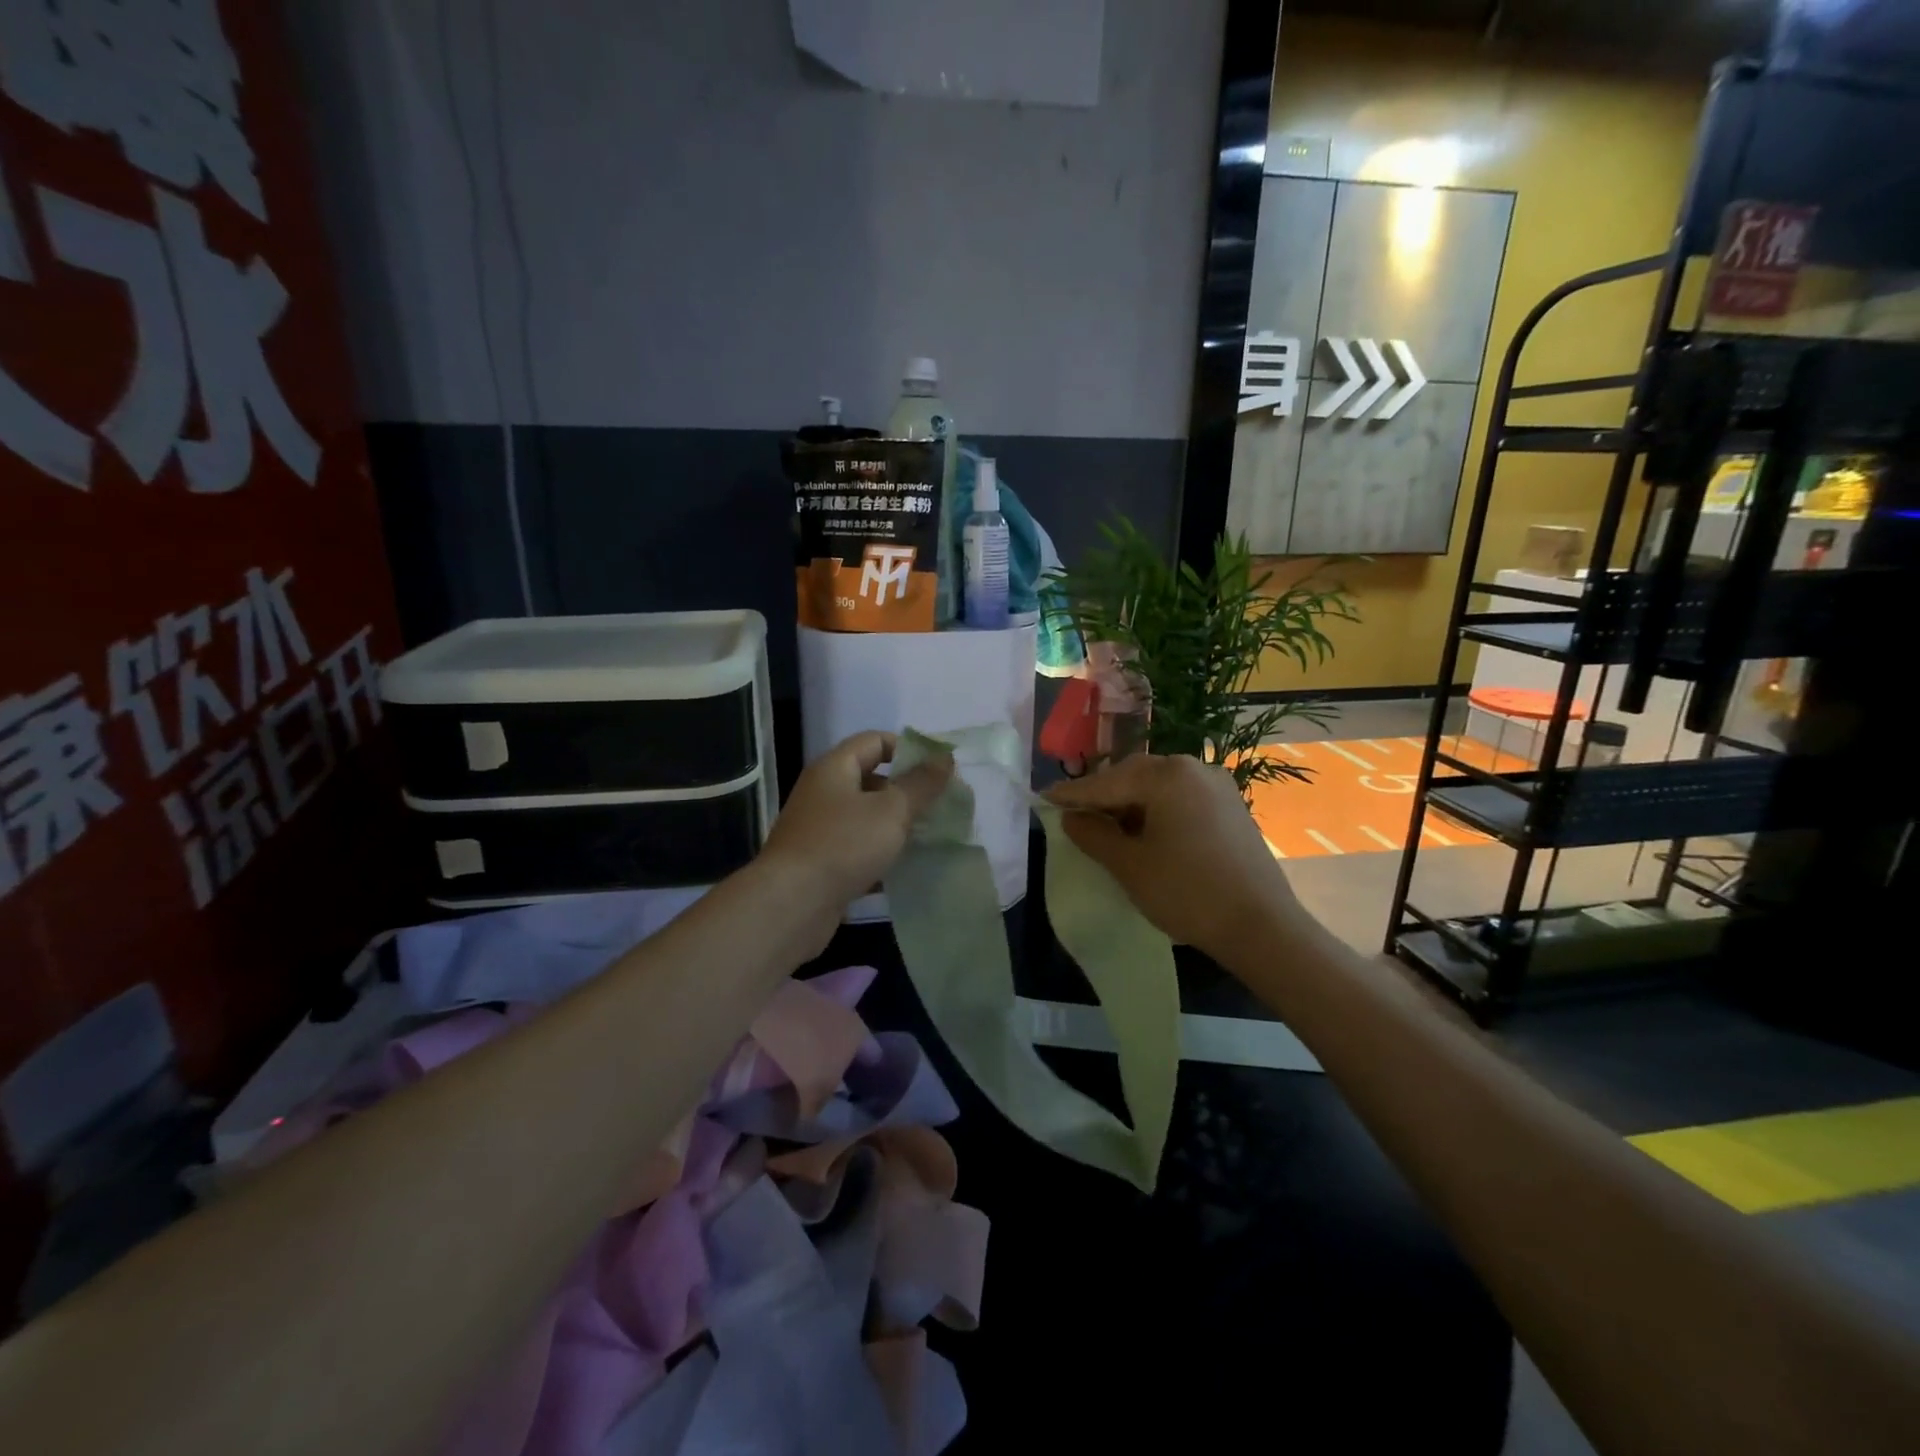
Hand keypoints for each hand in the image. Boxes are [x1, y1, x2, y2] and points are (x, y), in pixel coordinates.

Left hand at [761, 731, 952, 911]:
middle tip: (941, 805)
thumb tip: (944, 757)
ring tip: (931, 836)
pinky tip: (908, 868)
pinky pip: (858, 849)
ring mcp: (819, 829)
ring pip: (866, 818)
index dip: (909, 749)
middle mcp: (823, 793)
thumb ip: (921, 784)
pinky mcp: (821, 863)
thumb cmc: (843, 845)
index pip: (875, 741)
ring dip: (897, 825)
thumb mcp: (891, 810)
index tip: (939, 769)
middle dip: (907, 791)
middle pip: (871, 779)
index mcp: (834, 768)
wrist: (792, 905)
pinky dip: (881, 855)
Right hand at [1046, 753, 1299, 961]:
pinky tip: (1146, 834)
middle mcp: (1193, 768)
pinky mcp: (1231, 807)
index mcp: (1166, 775)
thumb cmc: (1186, 892)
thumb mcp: (1129, 865)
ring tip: (1108, 828)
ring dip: (1131, 804)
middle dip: (1103, 797)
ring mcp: (1217, 786)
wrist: (1261, 926)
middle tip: (1074, 815)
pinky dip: (1157, 811)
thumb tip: (1071, 818)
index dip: (1072, 794)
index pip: (1106, 782)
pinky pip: (1182, 799)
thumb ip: (1093, 835)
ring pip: (1159, 788)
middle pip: (1133, 777)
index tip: (1044, 798)